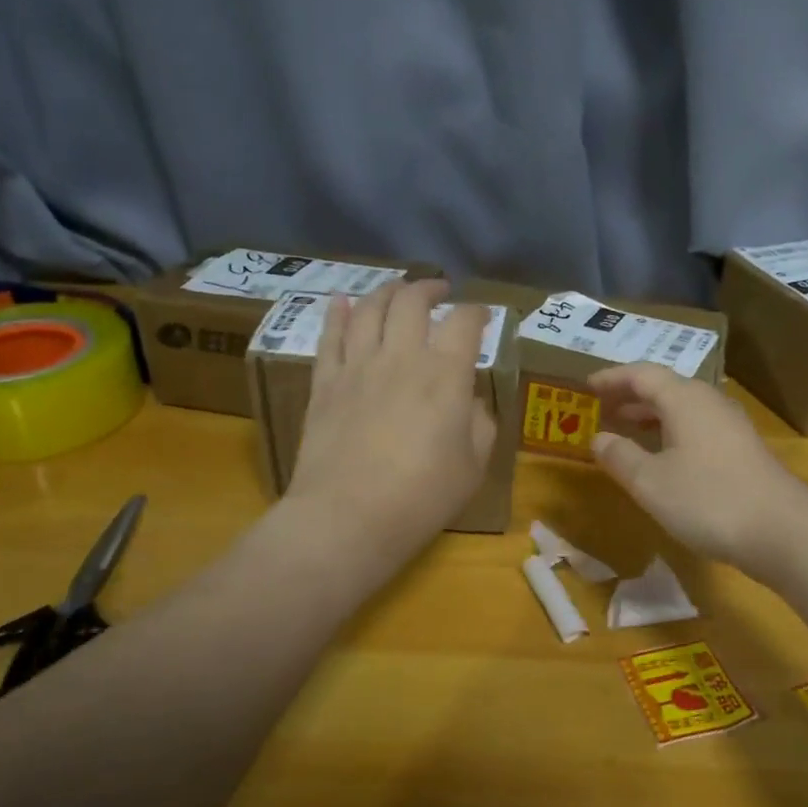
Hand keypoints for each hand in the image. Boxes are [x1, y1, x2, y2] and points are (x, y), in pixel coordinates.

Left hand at [284, 281, 495, 564]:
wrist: (348, 517)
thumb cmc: (422, 497)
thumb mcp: (473, 466)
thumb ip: (480, 424)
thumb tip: (471, 401)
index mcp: (445, 374)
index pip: (464, 322)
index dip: (477, 312)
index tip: (483, 316)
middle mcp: (401, 356)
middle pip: (412, 301)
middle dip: (429, 289)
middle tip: (439, 292)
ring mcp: (357, 366)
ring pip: (369, 309)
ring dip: (387, 292)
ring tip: (397, 291)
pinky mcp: (324, 384)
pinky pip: (330, 336)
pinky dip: (338, 314)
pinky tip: (342, 303)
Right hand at [587, 364, 807, 576]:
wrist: (781, 531)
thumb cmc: (707, 499)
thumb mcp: (650, 482)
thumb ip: (620, 456)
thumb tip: (598, 437)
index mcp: (684, 399)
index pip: (642, 374)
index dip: (612, 378)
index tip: (586, 386)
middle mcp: (709, 402)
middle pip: (665, 387)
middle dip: (630, 396)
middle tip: (601, 408)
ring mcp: (730, 425)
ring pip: (682, 408)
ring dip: (651, 415)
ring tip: (625, 429)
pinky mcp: (742, 449)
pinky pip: (697, 427)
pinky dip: (671, 432)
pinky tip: (663, 457)